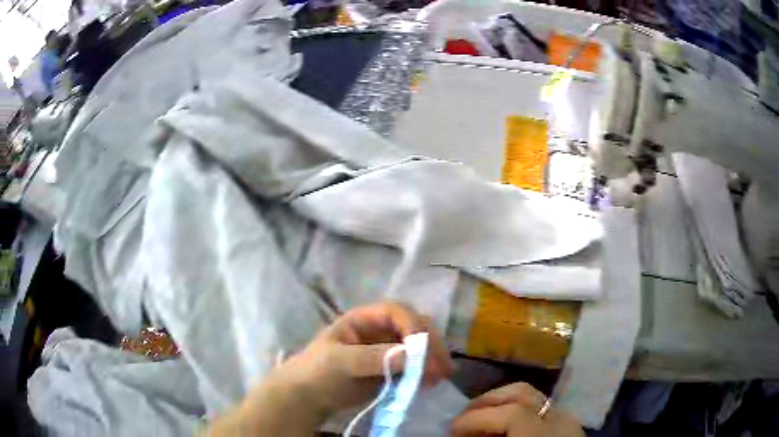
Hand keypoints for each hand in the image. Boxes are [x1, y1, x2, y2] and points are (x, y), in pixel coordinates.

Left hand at [210, 301, 453, 435]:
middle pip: (414, 326)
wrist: (309, 397)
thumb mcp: (340, 362)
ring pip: (420, 346)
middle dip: (430, 343)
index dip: (412, 324)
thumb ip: (373, 357)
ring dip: (434, 357)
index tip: (422, 346)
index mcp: (365, 319)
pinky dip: (427, 371)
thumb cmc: (318, 371)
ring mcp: (389, 349)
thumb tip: (411, 355)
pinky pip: (416, 365)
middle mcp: (381, 330)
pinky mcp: (393, 368)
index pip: (396, 311)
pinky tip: (432, 382)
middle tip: (440, 367)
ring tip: (441, 376)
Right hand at [452, 383, 584, 436]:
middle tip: (464, 419)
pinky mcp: (567, 425)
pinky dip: (516, 413)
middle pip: (522, 393)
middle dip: (487, 401)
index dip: (476, 418)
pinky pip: (539, 410)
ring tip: (481, 421)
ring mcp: (566, 420)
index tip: (452, 429)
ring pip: (532, 397)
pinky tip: (504, 430)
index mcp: (543, 436)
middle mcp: (559, 421)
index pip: (510, 413)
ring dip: (501, 404)